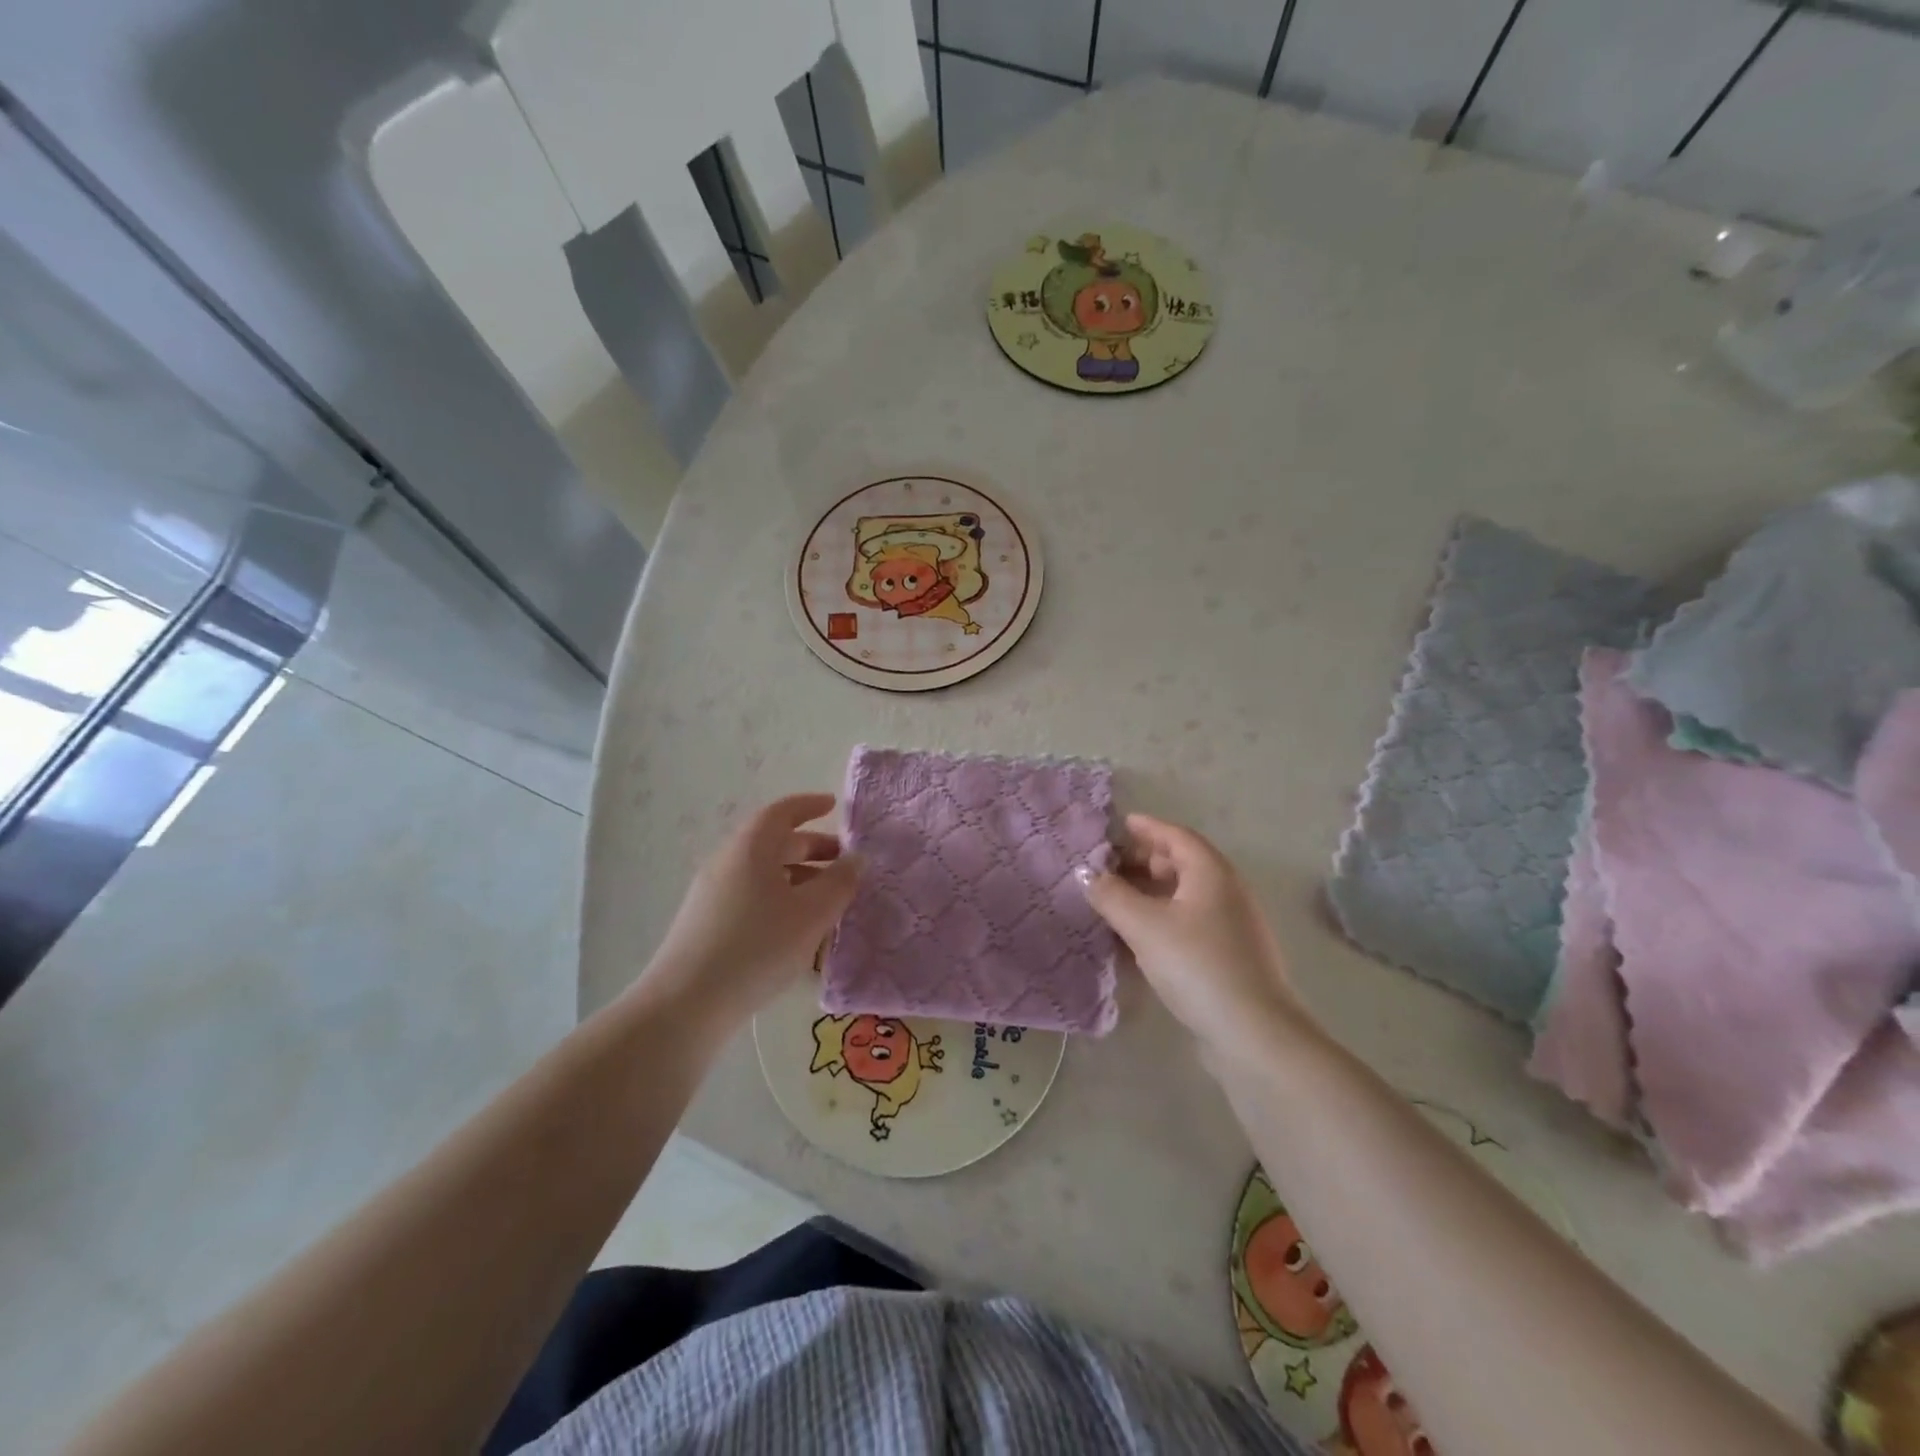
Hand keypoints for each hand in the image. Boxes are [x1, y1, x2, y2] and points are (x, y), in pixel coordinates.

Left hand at [636, 794, 859, 1039]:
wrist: (686, 1004)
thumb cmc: (758, 947)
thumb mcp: (811, 914)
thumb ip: (840, 882)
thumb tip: (857, 858)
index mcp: (751, 848)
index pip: (782, 812)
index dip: (810, 805)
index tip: (834, 806)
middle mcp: (727, 862)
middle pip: (774, 843)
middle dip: (812, 848)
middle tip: (844, 863)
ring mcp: (712, 893)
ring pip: (763, 873)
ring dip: (798, 877)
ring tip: (827, 901)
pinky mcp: (706, 923)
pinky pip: (751, 896)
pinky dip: (780, 898)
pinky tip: (796, 930)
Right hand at [1078, 813, 1310, 1055]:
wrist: (1252, 1032)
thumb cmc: (1197, 965)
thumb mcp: (1144, 926)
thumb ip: (1111, 895)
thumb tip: (1085, 873)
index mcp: (1211, 873)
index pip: (1177, 836)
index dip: (1148, 827)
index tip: (1121, 824)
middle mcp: (1227, 892)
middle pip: (1183, 863)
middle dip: (1146, 860)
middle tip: (1111, 865)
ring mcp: (1232, 925)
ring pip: (1186, 895)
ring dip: (1152, 891)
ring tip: (1118, 900)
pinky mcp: (1230, 956)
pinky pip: (1191, 922)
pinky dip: (1163, 918)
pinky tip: (1140, 937)